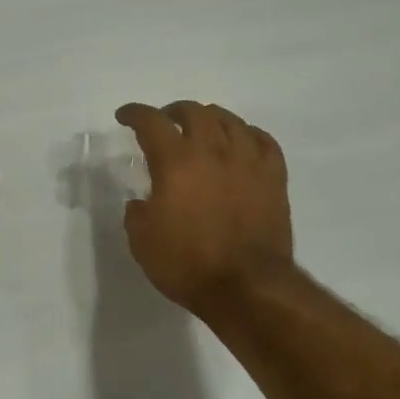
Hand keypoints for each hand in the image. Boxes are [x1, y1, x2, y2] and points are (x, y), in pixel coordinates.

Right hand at [114, 101, 294, 315]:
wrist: (246, 287)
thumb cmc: (188, 264)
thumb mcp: (143, 242)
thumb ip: (138, 213)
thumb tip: (143, 203)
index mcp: (176, 162)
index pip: (151, 122)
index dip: (135, 114)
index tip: (124, 116)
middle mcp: (213, 151)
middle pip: (194, 112)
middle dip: (174, 111)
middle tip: (166, 123)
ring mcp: (248, 161)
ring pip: (230, 120)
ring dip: (210, 118)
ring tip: (202, 129)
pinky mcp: (274, 177)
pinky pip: (263, 140)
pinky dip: (247, 134)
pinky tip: (241, 142)